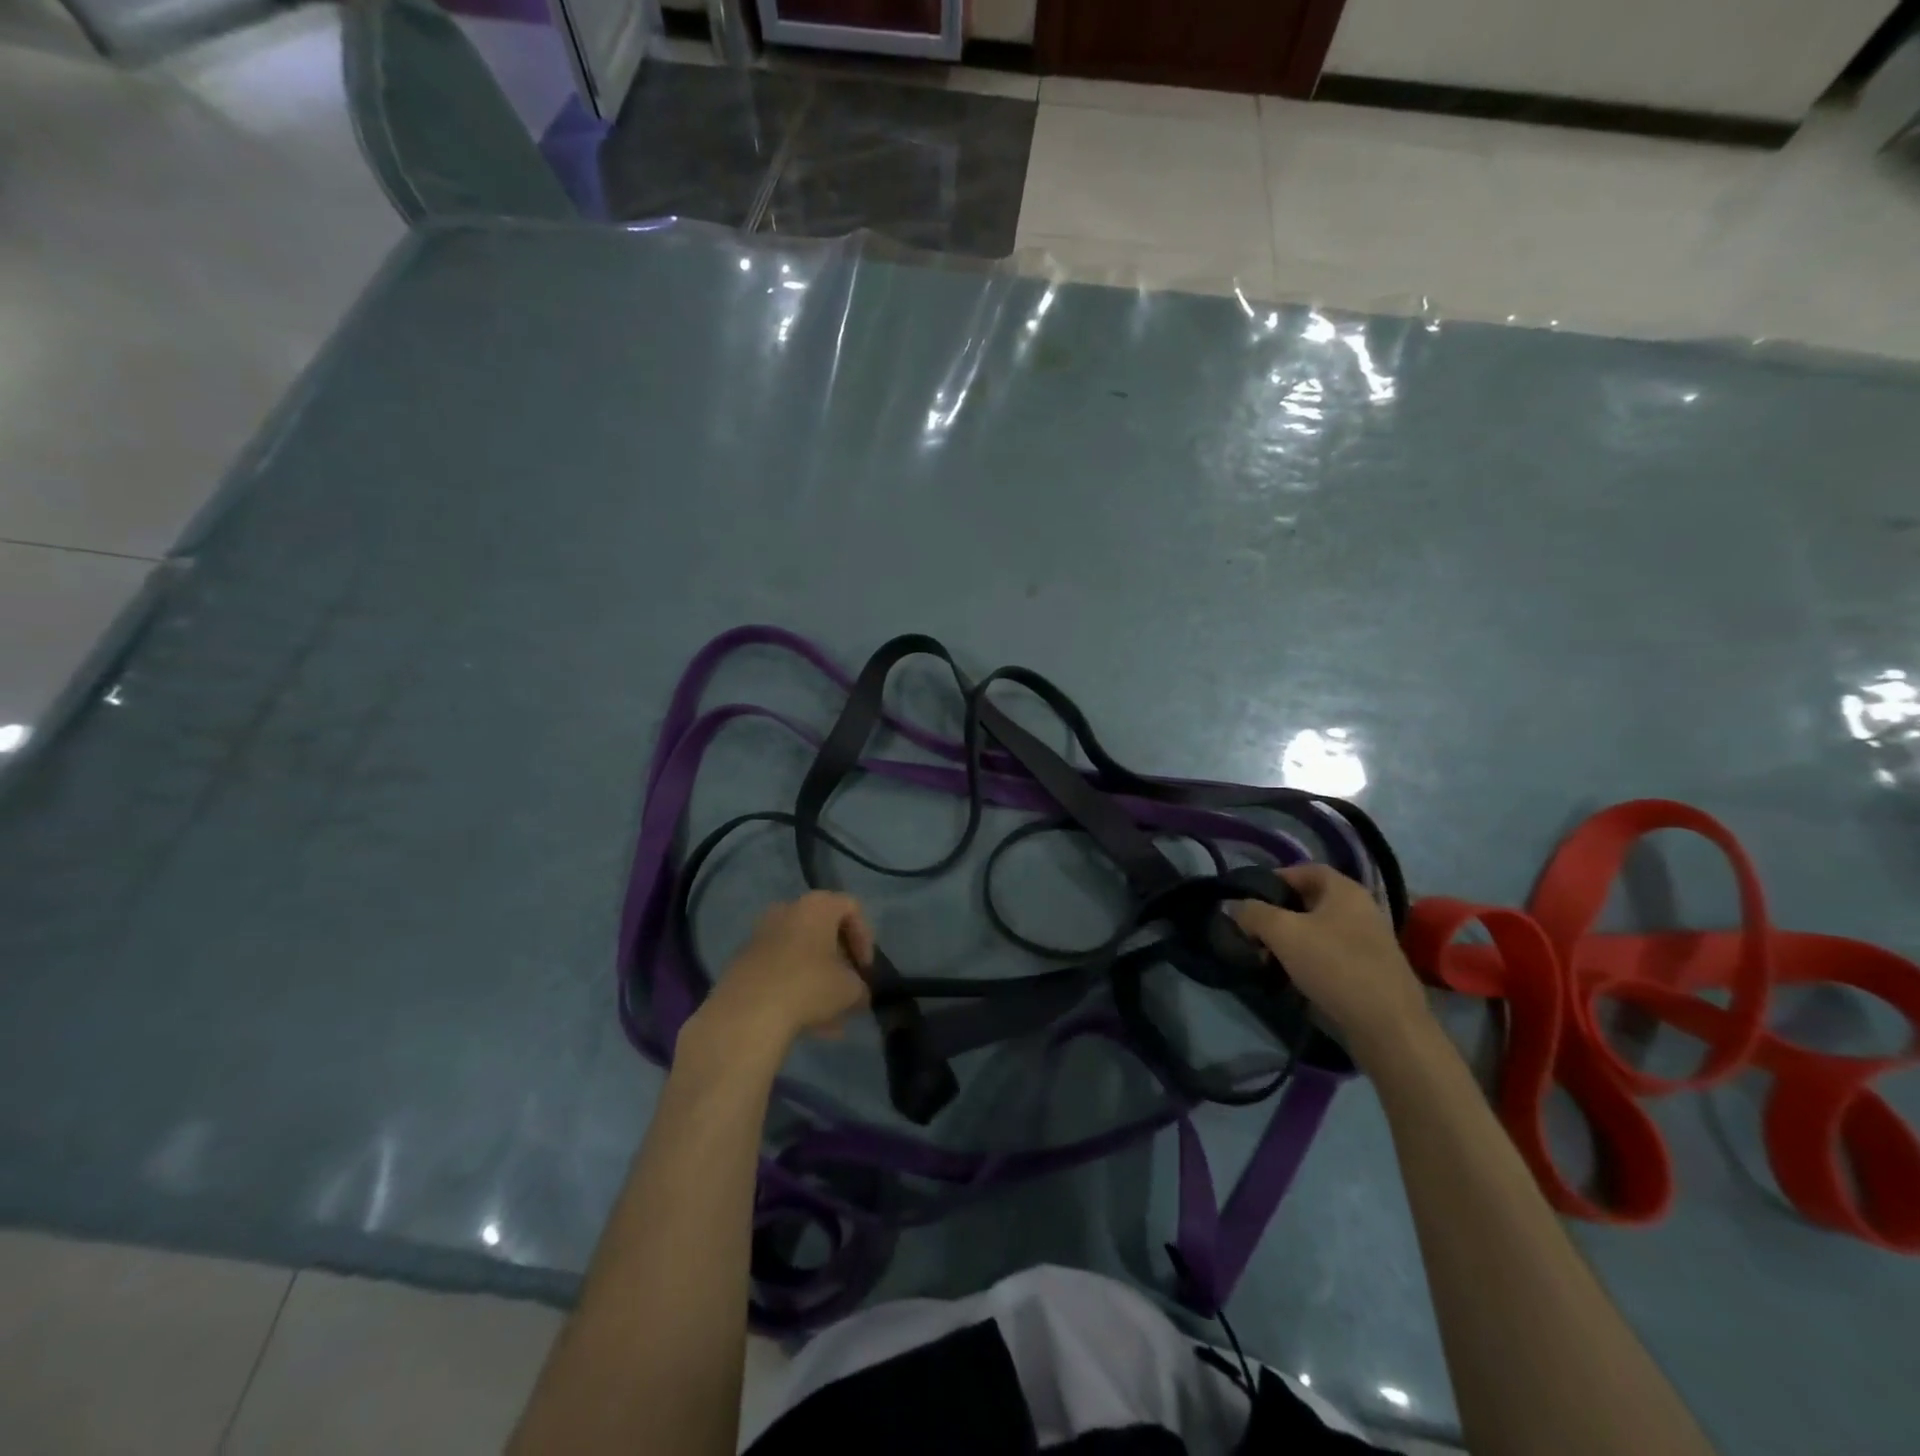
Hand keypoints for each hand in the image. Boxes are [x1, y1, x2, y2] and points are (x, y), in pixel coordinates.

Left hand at [698, 892, 873, 1054]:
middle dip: (839, 962)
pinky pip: (780, 971)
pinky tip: (808, 1026)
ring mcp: (761, 936)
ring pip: (800, 955)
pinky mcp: (744, 962)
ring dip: (818, 981)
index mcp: (816, 906)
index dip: (865, 938)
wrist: (747, 1012)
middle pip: (823, 931)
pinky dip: (795, 990)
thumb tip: (858, 993)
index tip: (865, 969)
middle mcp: (787, 911)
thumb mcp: (851, 989)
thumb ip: (860, 987)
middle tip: (849, 988)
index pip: (851, 907)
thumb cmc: (809, 986)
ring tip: (832, 1018)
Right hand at [1233, 864, 1430, 1058]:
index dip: (1275, 877)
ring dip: (1290, 941)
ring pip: (1318, 931)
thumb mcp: (1283, 932)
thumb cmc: (1335, 966)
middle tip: (1253, 930)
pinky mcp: (1370, 971)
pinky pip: (1330, 955)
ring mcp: (1369, 942)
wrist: (1387, 1027)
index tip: (1249, 897)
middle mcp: (1361, 910)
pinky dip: (1308, 960)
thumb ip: (1253, 913)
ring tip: (1266, 958)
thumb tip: (1236, 907)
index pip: (1305, 869)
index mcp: (1346, 891)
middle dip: (1278, 914)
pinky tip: (1291, 977)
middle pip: (1310, 901)